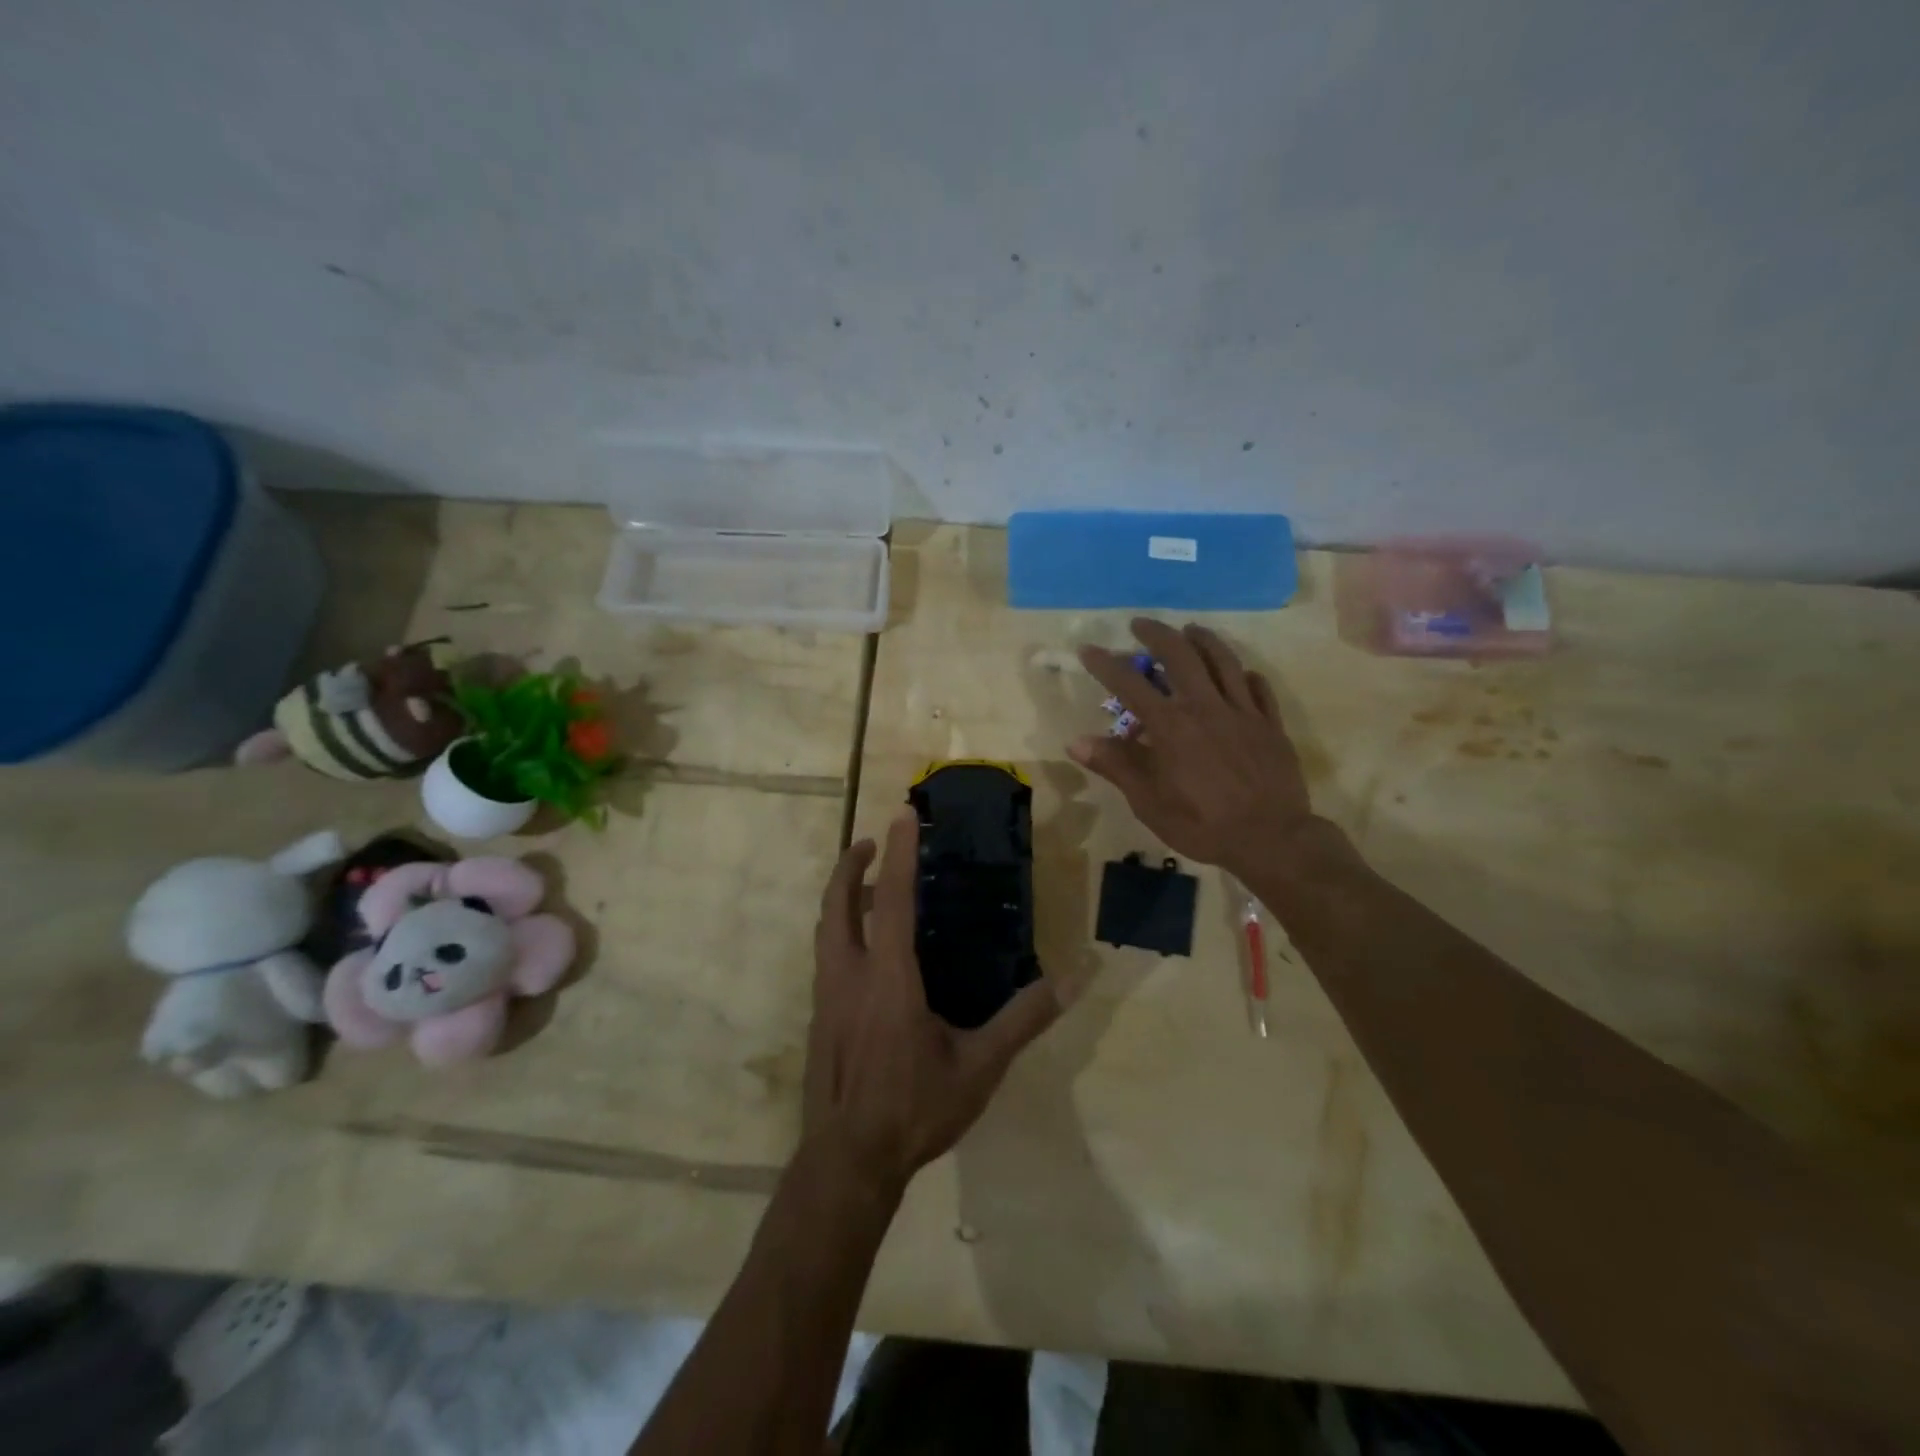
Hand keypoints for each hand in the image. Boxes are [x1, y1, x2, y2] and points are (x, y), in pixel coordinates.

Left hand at [804, 809, 1062, 1195]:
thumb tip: (1073, 979)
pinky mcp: (819, 1018)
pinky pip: (827, 957)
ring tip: (871, 890)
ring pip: (826, 930)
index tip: (903, 815)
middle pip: (837, 904)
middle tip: (873, 843)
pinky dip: (841, 932)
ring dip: (843, 898)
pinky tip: (866, 953)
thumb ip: (1024, 1019)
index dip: (899, 853)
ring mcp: (826, 997)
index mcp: (888, 978)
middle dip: (851, 865)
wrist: (848, 1163)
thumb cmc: (915, 1110)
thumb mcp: (980, 1067)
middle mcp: (849, 976)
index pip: (892, 899)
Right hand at [1071, 619, 1326, 880]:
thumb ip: (1116, 766)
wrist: (1271, 839)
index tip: (1088, 649)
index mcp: (1171, 726)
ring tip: (1189, 629)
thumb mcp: (1148, 802)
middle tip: (1140, 625)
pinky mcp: (1270, 724)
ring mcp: (1242, 712)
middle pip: (1180, 655)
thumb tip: (1076, 742)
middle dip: (1157, 634)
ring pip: (1223, 660)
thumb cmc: (1202, 824)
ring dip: (1203, 639)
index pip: (1130, 684)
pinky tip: (1239, 673)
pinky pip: (1258, 688)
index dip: (1105, 664)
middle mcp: (1205, 707)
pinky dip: (1244, 674)